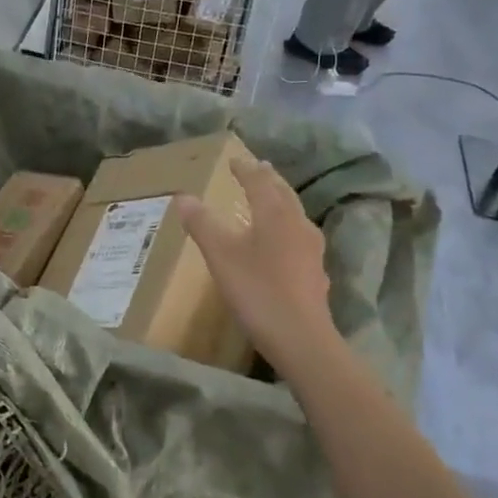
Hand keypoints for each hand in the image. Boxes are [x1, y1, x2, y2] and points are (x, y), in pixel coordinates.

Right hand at [180, 154, 337, 374]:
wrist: (300, 337)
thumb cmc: (257, 291)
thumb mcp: (221, 256)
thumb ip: (202, 224)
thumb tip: (183, 196)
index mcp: (275, 215)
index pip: (260, 183)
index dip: (246, 170)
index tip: (234, 160)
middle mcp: (298, 225)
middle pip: (284, 194)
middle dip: (269, 180)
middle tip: (259, 168)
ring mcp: (311, 249)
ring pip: (295, 215)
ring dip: (282, 201)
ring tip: (271, 198)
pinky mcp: (314, 272)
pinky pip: (299, 237)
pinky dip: (287, 227)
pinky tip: (283, 242)